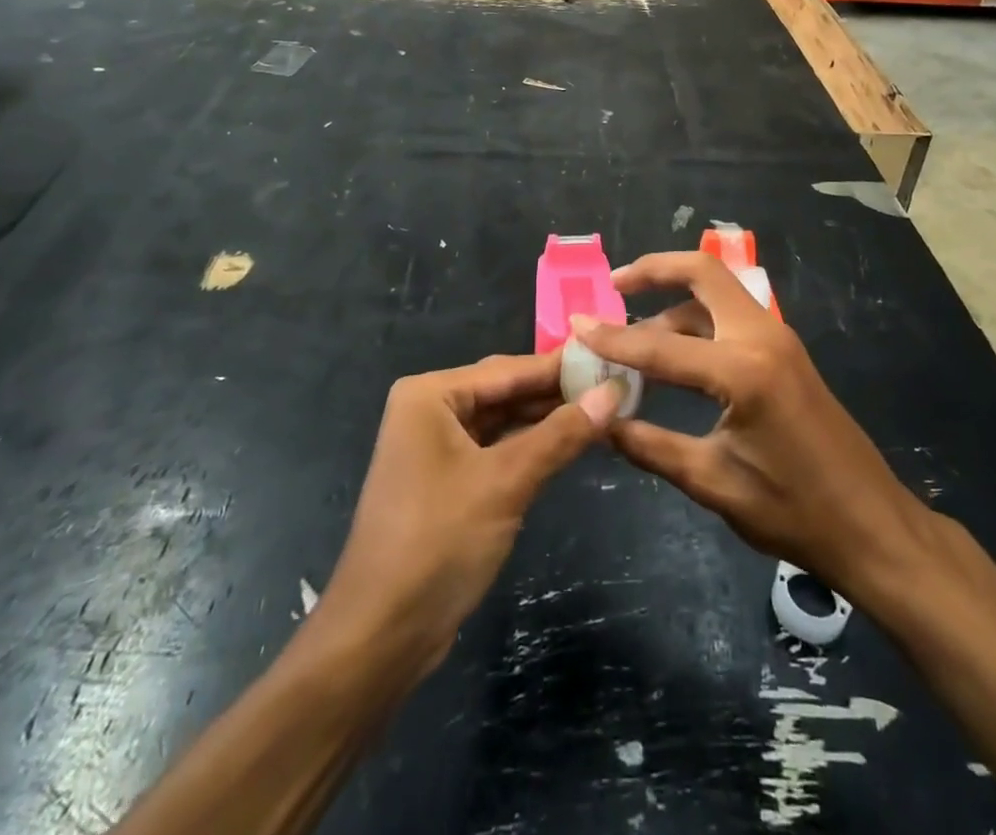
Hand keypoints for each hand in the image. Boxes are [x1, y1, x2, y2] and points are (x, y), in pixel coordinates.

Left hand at [323, 355, 622, 679]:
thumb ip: (561, 434)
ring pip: (502, 421)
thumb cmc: (438, 542)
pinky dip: (529, 447)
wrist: (380, 636)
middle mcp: (429, 409)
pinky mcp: (446, 480)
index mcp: (430, 394)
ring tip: (604, 410)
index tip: (612, 359)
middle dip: (556, 393)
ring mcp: (435, 446)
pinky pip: (495, 449)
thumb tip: (613, 391)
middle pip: (505, 391)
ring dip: (546, 420)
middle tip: (615, 386)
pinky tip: (568, 444)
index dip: (561, 366)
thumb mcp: (505, 482)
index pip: (509, 369)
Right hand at [574, 252, 926, 603]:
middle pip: (703, 273)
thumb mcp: (712, 482)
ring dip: (675, 296)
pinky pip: (733, 314)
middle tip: (615, 285)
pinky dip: (697, 317)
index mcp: (744, 370)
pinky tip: (673, 348)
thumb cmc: (793, 510)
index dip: (613, 339)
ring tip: (633, 326)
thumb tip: (599, 422)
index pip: (661, 346)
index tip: (576, 326)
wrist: (871, 524)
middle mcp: (762, 337)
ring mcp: (779, 338)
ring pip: (718, 291)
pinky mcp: (785, 350)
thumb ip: (650, 445)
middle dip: (656, 270)